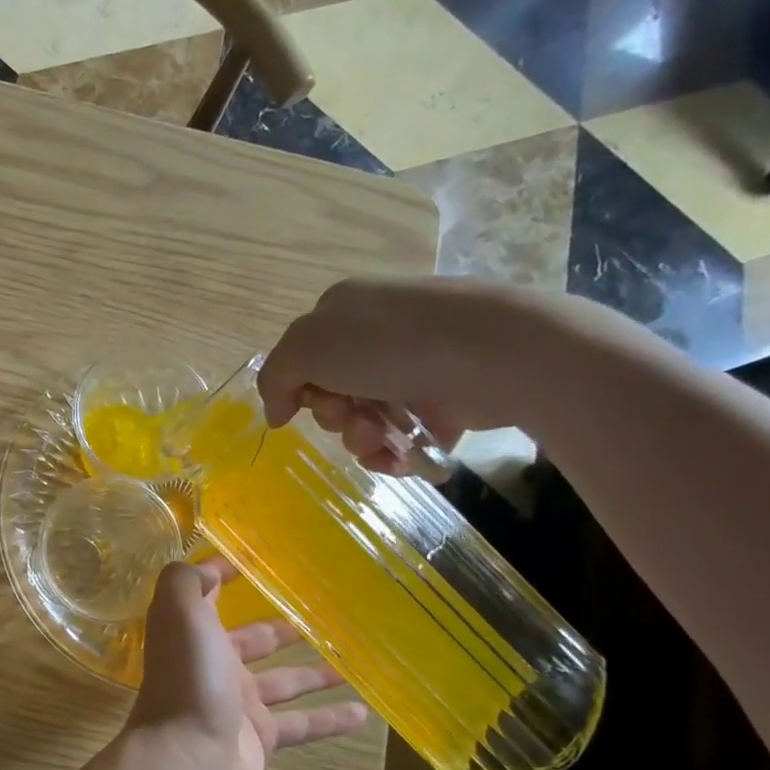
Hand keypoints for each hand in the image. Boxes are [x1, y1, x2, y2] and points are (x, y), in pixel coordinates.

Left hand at [125, 557, 368, 769]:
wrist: (187, 760)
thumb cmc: (187, 678)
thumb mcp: (179, 613)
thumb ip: (187, 582)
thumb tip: (209, 568)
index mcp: (193, 632)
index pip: (207, 594)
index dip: (224, 573)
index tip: (257, 558)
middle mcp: (214, 664)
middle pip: (254, 640)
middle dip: (282, 627)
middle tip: (324, 614)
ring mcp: (238, 703)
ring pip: (285, 681)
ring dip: (315, 671)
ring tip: (354, 657)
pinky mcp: (261, 737)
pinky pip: (303, 724)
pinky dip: (330, 718)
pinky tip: (365, 712)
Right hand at [256, 277, 582, 472]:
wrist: (494, 353)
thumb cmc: (390, 343)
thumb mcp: (306, 348)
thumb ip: (275, 379)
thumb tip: (276, 413)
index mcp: (342, 311)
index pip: (302, 358)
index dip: (299, 388)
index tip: (308, 404)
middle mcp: (377, 334)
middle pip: (332, 392)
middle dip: (334, 416)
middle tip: (349, 418)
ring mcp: (415, 366)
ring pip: (366, 418)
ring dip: (361, 438)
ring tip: (381, 440)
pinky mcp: (447, 400)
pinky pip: (404, 437)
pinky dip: (394, 453)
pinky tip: (400, 458)